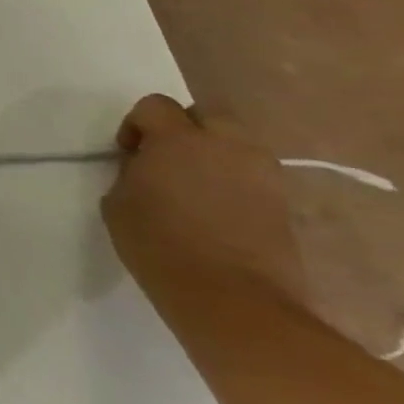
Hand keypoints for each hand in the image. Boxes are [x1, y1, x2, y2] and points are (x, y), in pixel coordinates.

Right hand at [102, 93, 305, 305]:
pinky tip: (217, 209)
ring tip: (194, 185)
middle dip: (185, 129)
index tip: (129, 154)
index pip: (156, 106)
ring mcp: (263, 175)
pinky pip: (253, 175)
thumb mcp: (120, 200)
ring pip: (237, 144)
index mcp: (179, 140)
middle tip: (166, 159)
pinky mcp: (284, 204)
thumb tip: (148, 167)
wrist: (230, 298)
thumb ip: (133, 172)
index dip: (137, 125)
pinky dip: (235, 181)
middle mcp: (227, 146)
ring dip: (215, 154)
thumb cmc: (158, 243)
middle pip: (208, 115)